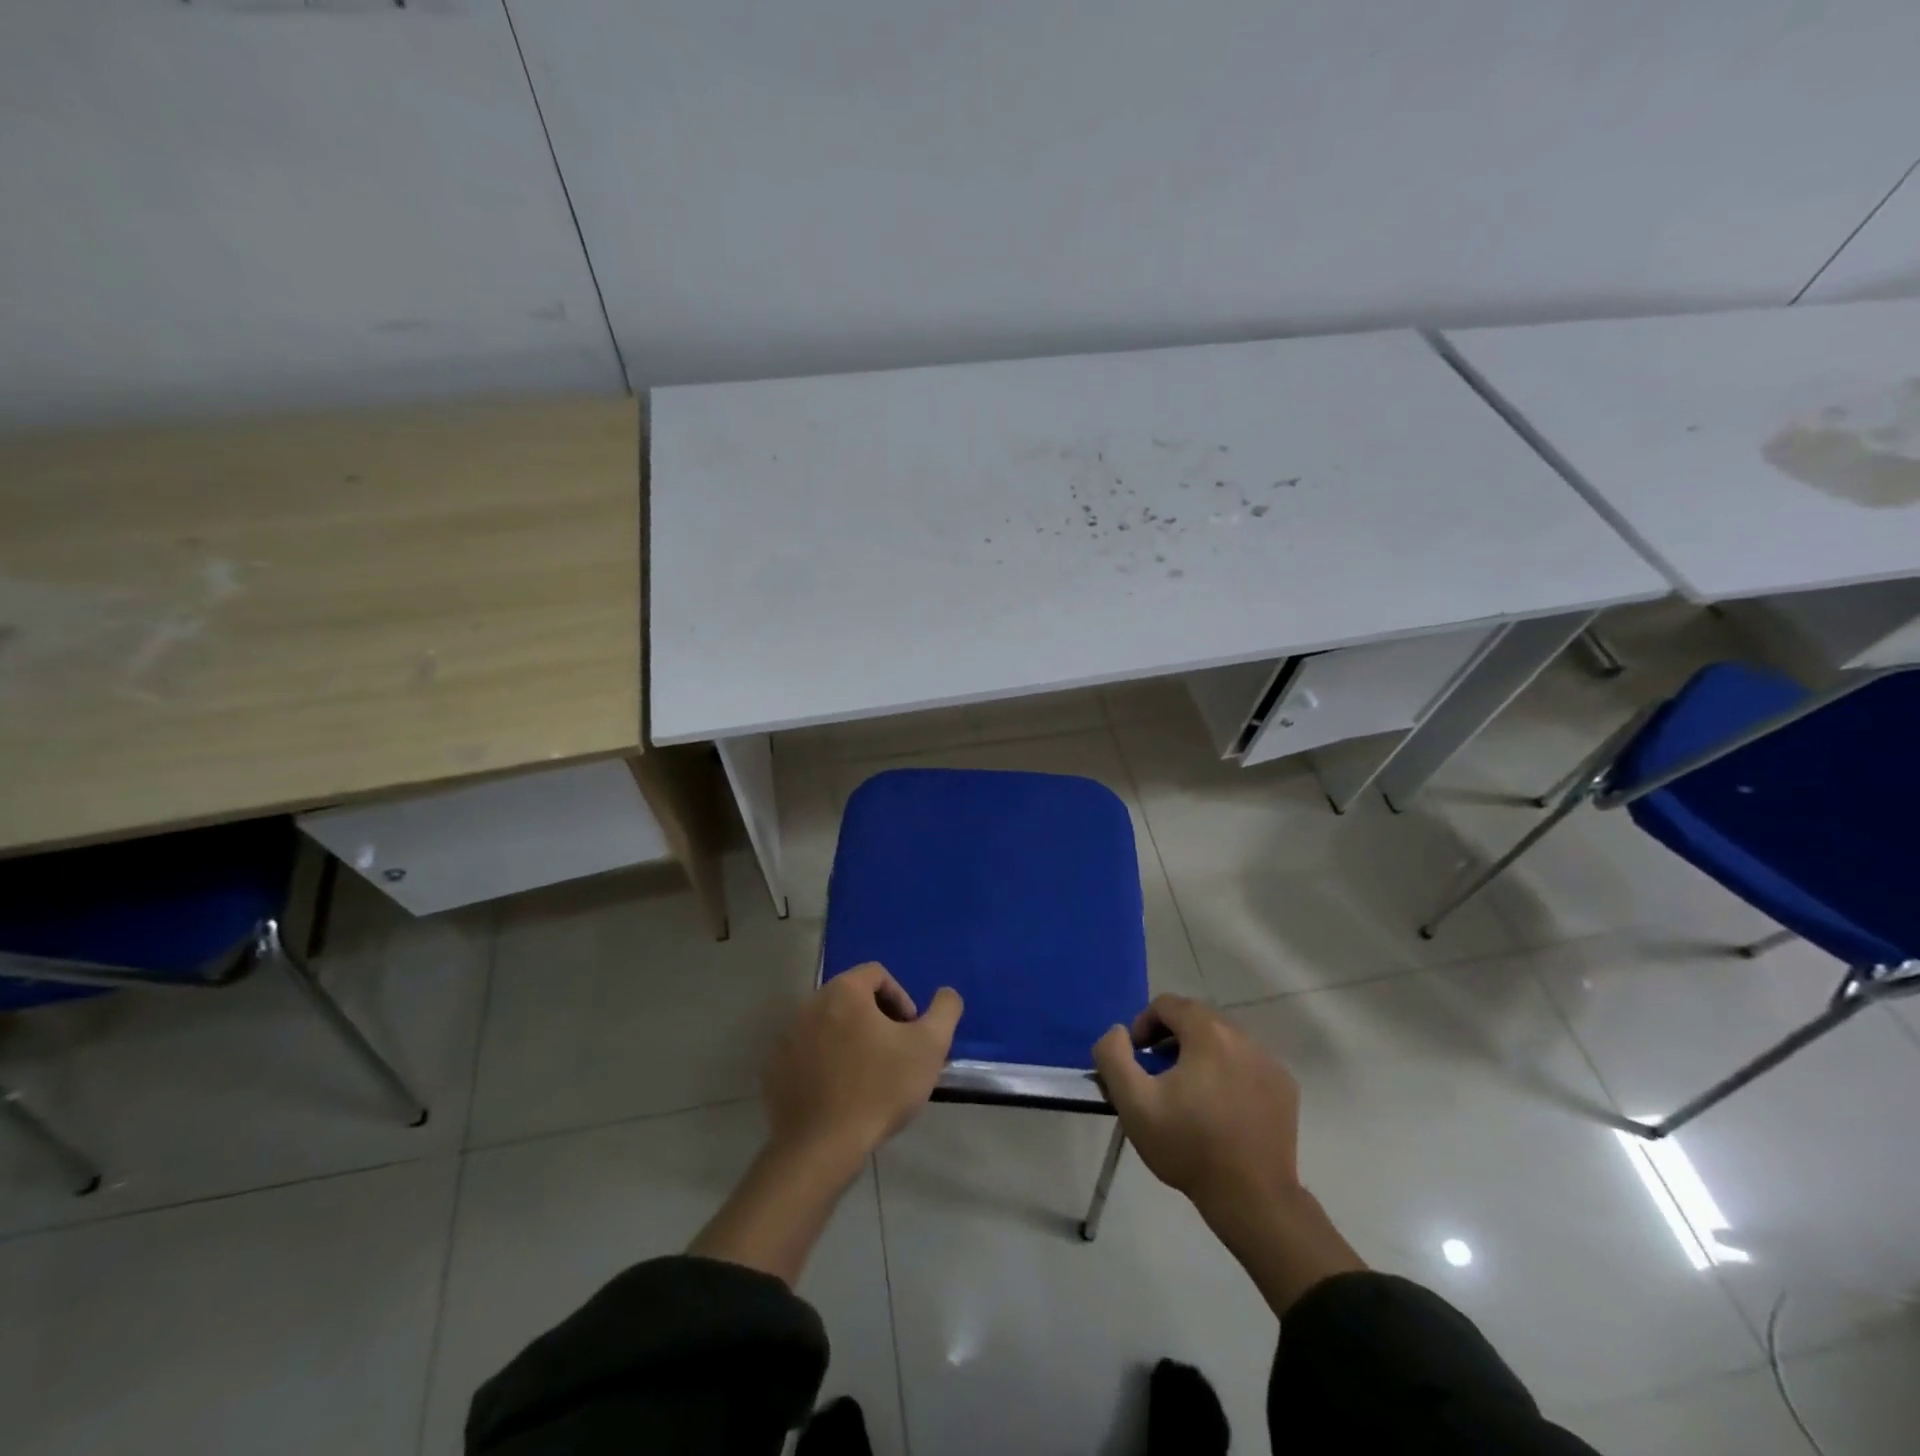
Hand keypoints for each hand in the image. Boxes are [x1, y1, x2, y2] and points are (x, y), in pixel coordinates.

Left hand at [763, 963, 962, 1165]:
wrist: (822, 1148)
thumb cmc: (880, 1089)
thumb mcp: (929, 1047)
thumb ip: (945, 1010)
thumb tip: (946, 994)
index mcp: (844, 991)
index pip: (877, 975)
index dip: (901, 998)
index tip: (910, 1032)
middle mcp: (809, 1004)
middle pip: (850, 997)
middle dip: (876, 1018)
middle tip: (892, 1052)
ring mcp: (787, 1036)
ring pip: (827, 1025)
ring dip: (849, 1039)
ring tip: (867, 1074)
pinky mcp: (774, 1068)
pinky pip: (806, 1053)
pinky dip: (824, 1062)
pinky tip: (839, 1092)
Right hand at [1093, 993, 1300, 1214]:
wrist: (1252, 1199)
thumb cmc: (1189, 1146)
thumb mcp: (1134, 1103)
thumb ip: (1113, 1056)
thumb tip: (1118, 1032)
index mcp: (1208, 1033)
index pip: (1167, 1004)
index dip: (1143, 1024)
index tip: (1137, 1058)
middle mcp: (1243, 1037)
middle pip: (1197, 1018)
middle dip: (1171, 1037)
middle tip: (1157, 1074)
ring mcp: (1269, 1062)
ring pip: (1223, 1040)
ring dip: (1200, 1053)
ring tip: (1187, 1092)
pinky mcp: (1285, 1087)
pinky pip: (1247, 1063)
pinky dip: (1228, 1071)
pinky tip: (1219, 1107)